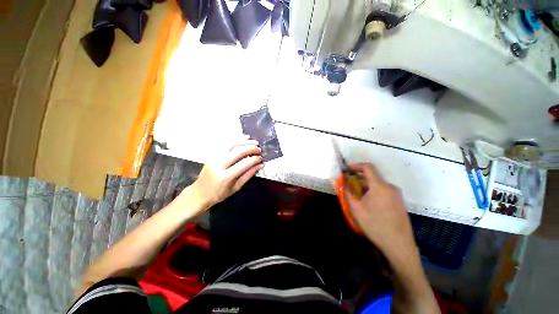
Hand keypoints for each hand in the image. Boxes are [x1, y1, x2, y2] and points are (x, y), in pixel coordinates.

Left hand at [190, 139, 263, 207]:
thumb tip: (261, 165)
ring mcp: (214, 157)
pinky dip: (236, 140)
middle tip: (259, 149)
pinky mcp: (212, 154)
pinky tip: (244, 138)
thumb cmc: (219, 194)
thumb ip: (249, 175)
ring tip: (254, 142)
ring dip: (244, 141)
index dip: (254, 159)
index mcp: (225, 176)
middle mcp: (218, 164)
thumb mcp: (236, 187)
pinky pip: (225, 144)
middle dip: (250, 148)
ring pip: (231, 144)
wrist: (199, 193)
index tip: (261, 158)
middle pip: (237, 151)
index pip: (243, 164)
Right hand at [343, 163, 417, 262]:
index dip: (355, 166)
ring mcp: (397, 195)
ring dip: (365, 187)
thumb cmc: (375, 225)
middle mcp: (390, 187)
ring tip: (357, 199)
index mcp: (380, 186)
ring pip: (377, 184)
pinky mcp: (399, 202)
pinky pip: (383, 191)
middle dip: (358, 179)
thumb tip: (332, 179)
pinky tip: (369, 205)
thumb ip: (343, 191)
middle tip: (348, 188)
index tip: (345, 171)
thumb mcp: (355, 208)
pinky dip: (373, 192)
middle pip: (372, 176)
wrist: (399, 246)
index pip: (367, 167)